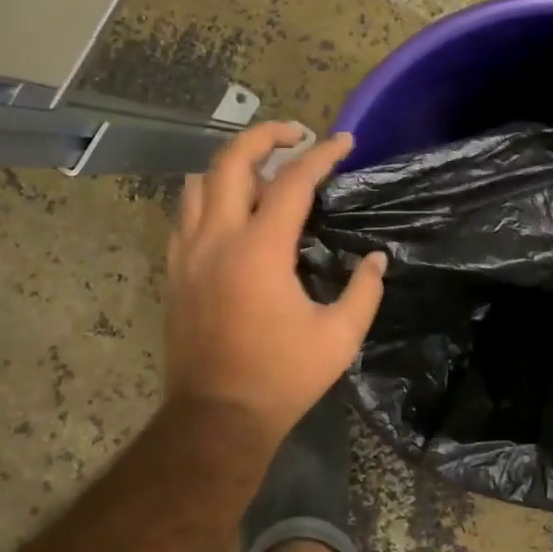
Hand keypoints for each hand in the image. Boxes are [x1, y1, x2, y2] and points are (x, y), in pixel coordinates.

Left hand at [164, 122, 386, 443]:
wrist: (216, 417)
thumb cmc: (281, 377)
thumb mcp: (339, 337)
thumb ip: (365, 290)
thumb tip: (378, 258)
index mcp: (260, 251)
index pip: (293, 181)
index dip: (321, 154)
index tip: (344, 141)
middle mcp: (217, 239)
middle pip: (231, 161)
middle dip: (265, 136)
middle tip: (296, 134)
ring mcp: (188, 254)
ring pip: (198, 182)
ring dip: (232, 164)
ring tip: (264, 170)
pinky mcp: (174, 271)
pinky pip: (185, 214)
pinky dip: (209, 196)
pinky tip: (232, 211)